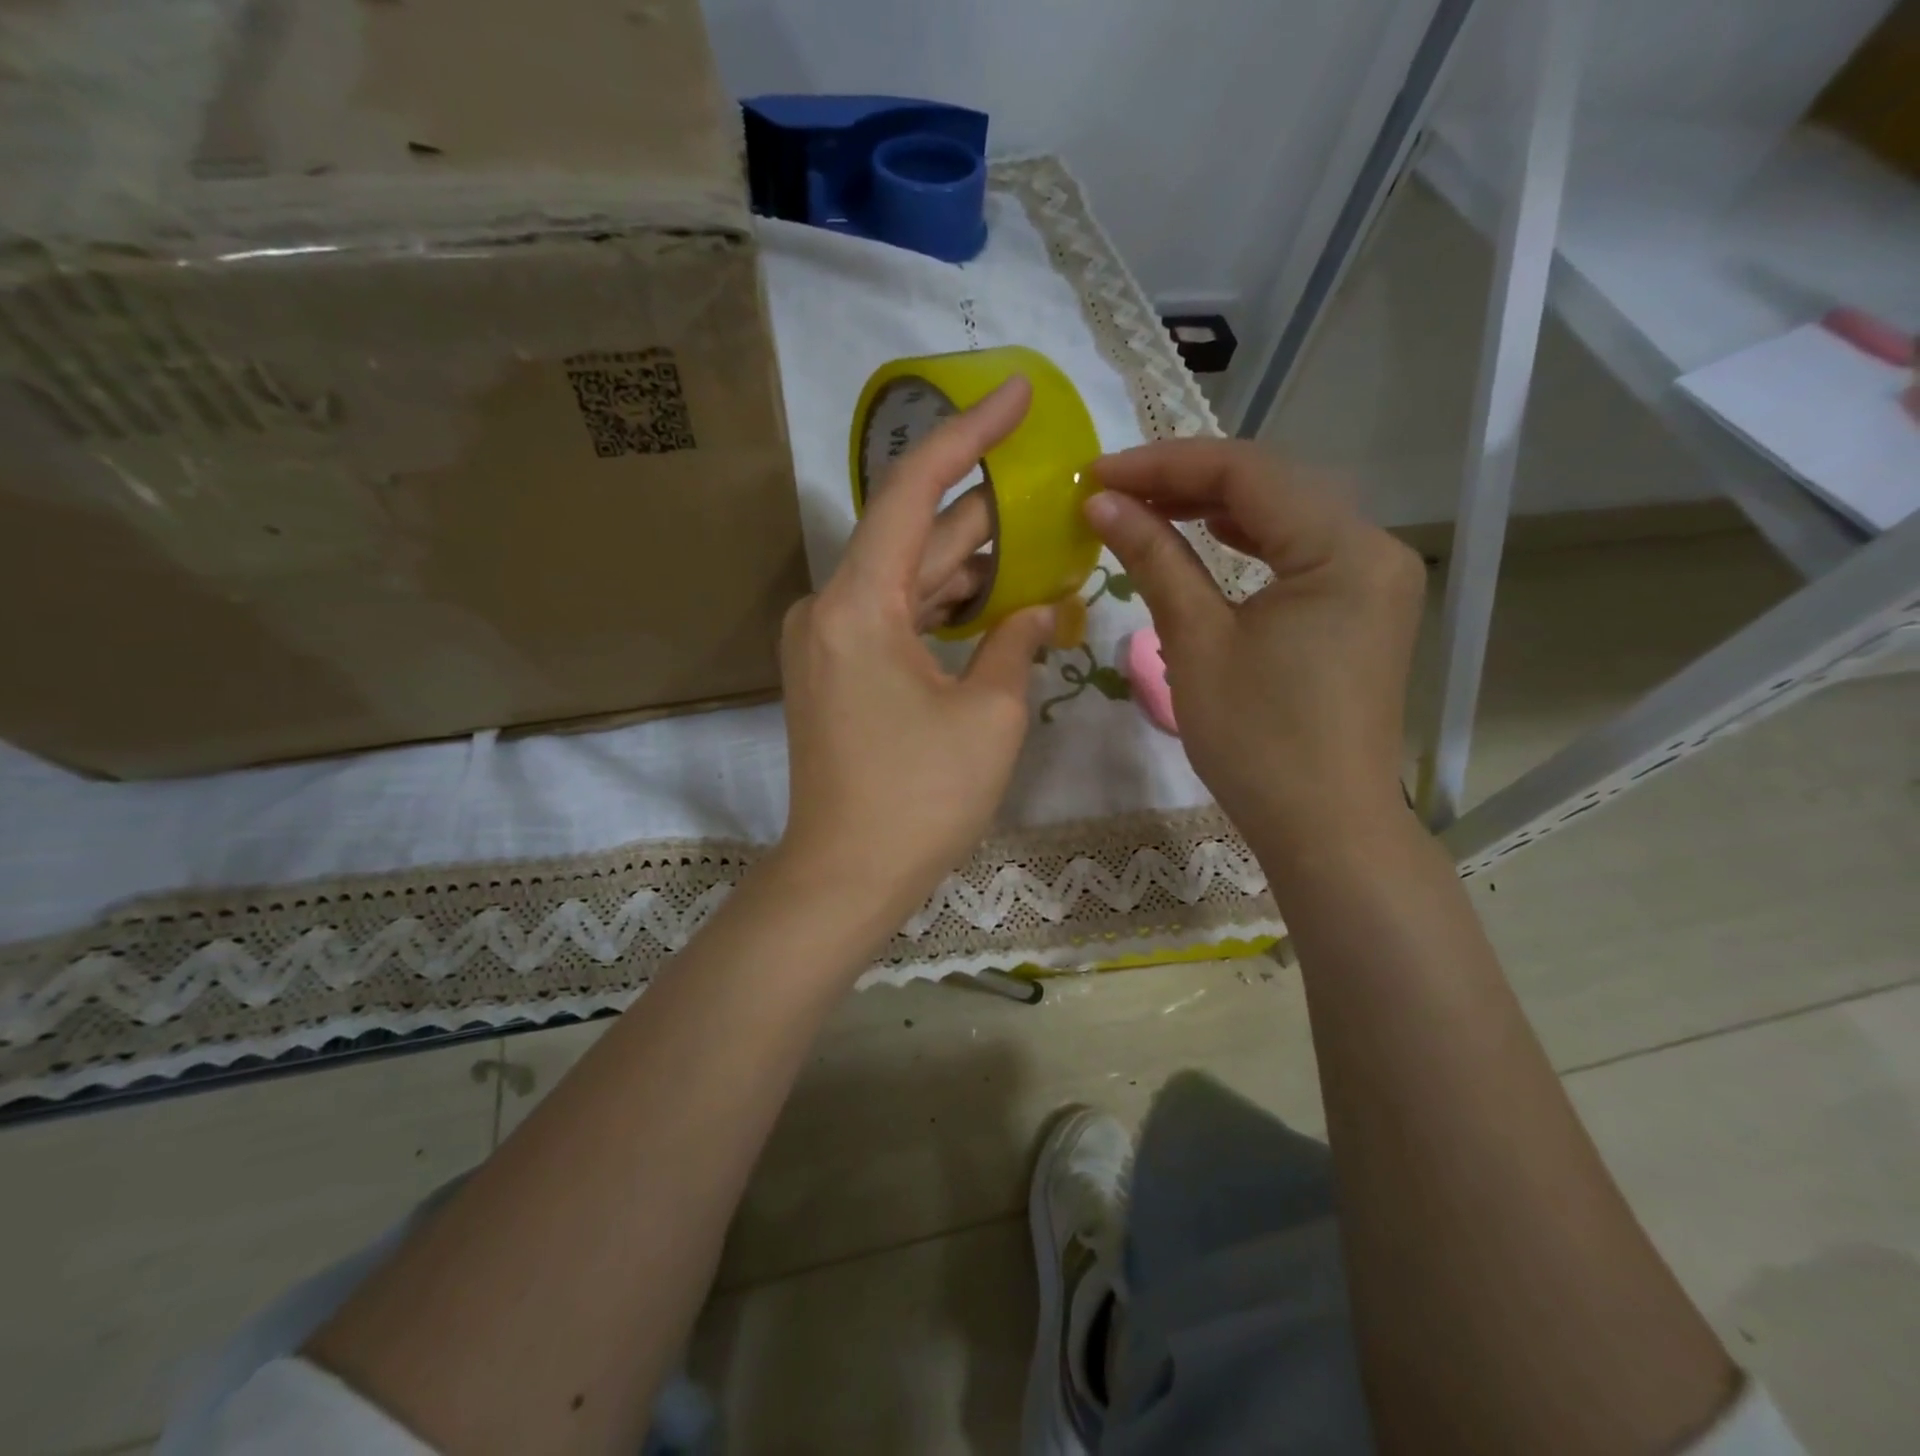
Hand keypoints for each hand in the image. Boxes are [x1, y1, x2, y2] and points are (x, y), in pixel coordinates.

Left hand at [774, 378, 1057, 929]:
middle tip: (1048, 481)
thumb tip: (1037, 609)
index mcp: (859, 602)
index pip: (915, 489)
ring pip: (907, 579)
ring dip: (968, 562)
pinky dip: (941, 605)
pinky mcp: (835, 672)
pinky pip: (894, 617)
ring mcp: (827, 641)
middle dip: (982, 509)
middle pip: (915, 535)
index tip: (1013, 393)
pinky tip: (993, 598)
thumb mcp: (989, 714)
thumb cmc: (920, 798)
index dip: (968, 434)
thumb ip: (1017, 643)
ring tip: (1036, 536)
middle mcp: (830, 607)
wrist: (845, 876)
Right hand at [1086, 439, 1424, 863]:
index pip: (1246, 473)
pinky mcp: (1363, 606)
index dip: (1163, 465)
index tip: (1096, 474)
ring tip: (1149, 507)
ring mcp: (1374, 577)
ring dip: (1216, 505)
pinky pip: (1301, 549)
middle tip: (1113, 490)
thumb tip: (1102, 503)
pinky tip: (1210, 536)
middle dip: (1187, 479)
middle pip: (1272, 483)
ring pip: (1287, 513)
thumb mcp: (1197, 642)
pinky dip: (1250, 538)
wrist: (1324, 827)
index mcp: (1343, 549)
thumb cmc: (1256, 742)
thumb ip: (1154, 559)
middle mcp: (1373, 546)